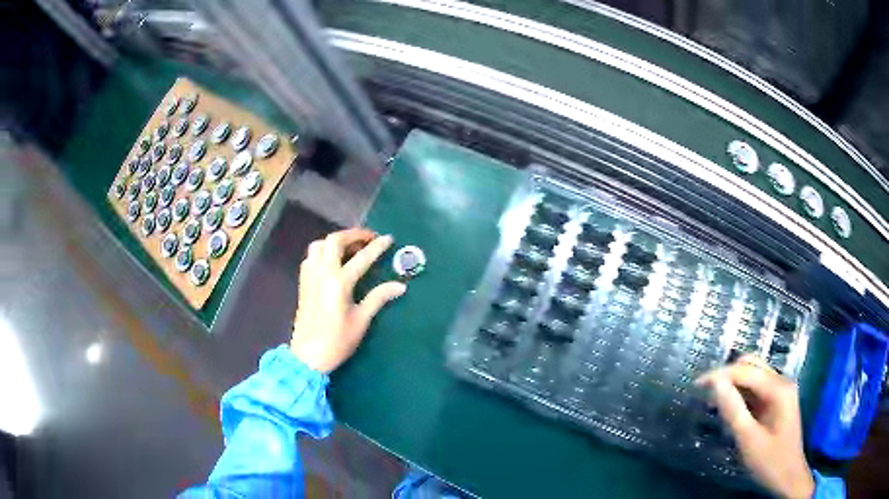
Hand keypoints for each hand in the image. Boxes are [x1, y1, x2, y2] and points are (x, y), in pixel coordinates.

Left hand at [290, 228, 405, 372]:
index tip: (388, 238)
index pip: (361, 257)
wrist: (308, 356)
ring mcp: (310, 276)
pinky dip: (323, 251)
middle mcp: (322, 273)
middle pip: (334, 241)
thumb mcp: (361, 320)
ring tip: (351, 248)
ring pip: (319, 245)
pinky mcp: (303, 282)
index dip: (377, 247)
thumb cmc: (337, 341)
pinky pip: (311, 256)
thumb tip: (400, 286)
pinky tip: (333, 261)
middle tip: (369, 239)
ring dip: (336, 241)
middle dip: (353, 235)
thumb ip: (378, 298)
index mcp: (339, 282)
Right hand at [695, 355, 813, 498]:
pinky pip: (756, 390)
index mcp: (778, 388)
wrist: (788, 477)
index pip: (746, 370)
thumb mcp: (749, 440)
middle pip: (752, 366)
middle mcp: (781, 382)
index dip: (720, 375)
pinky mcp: (776, 402)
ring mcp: (780, 392)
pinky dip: (741, 395)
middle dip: (727, 375)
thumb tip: (715, 383)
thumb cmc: (770, 461)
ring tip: (713, 402)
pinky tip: (730, 409)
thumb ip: (734, 410)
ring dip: (733, 384)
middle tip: (704, 393)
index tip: (696, 385)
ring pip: (754, 376)